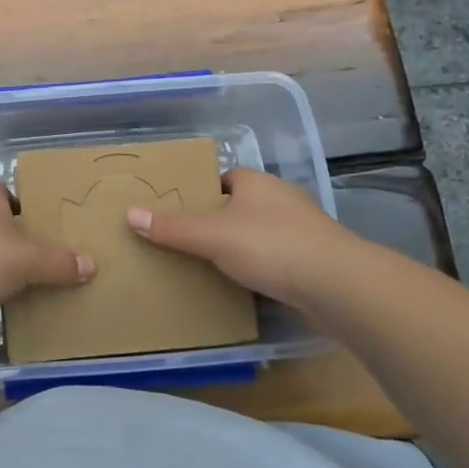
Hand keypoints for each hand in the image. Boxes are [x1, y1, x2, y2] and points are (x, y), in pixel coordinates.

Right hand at [126, 167, 355, 310]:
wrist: (338, 285)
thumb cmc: (271, 246)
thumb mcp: (213, 235)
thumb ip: (173, 227)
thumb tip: (130, 213)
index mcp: (257, 182)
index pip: (224, 179)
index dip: (202, 193)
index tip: (179, 213)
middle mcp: (281, 199)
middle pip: (241, 207)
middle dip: (219, 223)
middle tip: (187, 243)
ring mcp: (302, 230)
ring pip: (260, 234)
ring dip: (242, 248)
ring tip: (211, 268)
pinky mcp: (315, 261)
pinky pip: (278, 260)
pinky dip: (262, 270)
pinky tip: (246, 288)